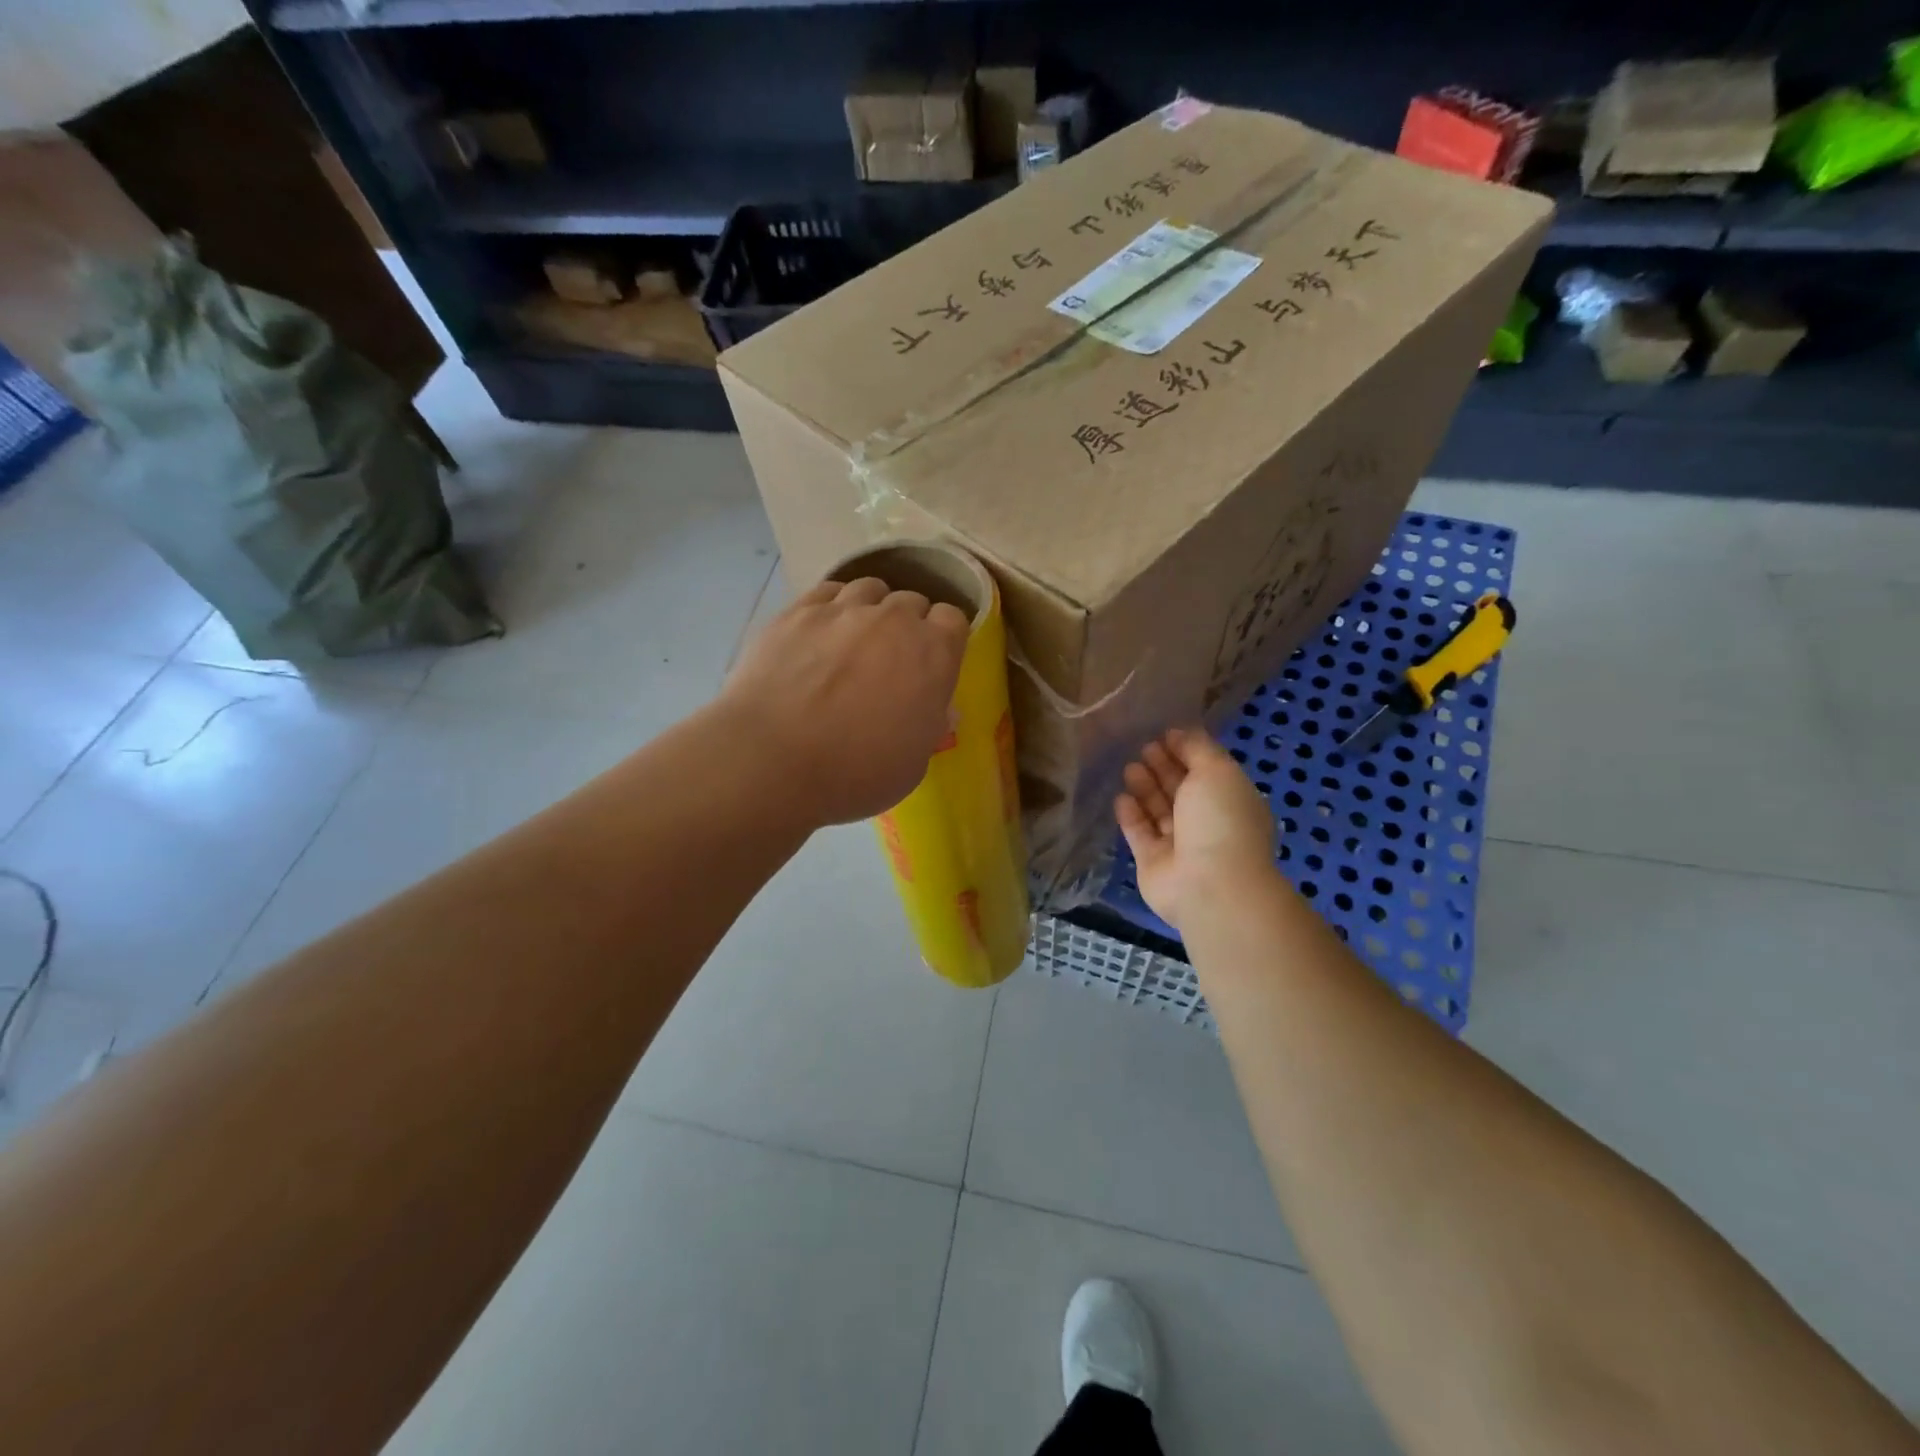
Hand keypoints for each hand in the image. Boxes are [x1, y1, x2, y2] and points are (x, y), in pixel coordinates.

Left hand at [719, 576, 969, 827]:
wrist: (773, 761)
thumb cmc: (855, 774)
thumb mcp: (912, 765)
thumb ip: (929, 727)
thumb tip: (937, 709)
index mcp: (933, 654)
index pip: (953, 620)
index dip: (943, 639)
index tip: (931, 663)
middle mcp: (893, 620)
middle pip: (911, 602)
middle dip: (907, 625)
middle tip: (890, 660)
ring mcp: (842, 610)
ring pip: (869, 588)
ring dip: (871, 609)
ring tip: (854, 638)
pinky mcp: (797, 612)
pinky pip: (826, 591)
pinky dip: (832, 606)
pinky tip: (821, 631)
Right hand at [1115, 729, 1280, 932]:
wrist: (1210, 884)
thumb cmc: (1221, 820)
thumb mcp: (1217, 771)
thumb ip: (1198, 748)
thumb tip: (1180, 732)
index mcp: (1231, 801)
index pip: (1207, 771)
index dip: (1187, 752)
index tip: (1165, 734)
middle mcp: (1208, 823)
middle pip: (1181, 790)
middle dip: (1163, 767)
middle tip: (1143, 747)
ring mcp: (1180, 845)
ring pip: (1159, 810)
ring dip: (1145, 788)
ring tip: (1129, 767)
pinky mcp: (1153, 862)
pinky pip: (1140, 833)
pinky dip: (1131, 815)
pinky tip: (1120, 797)